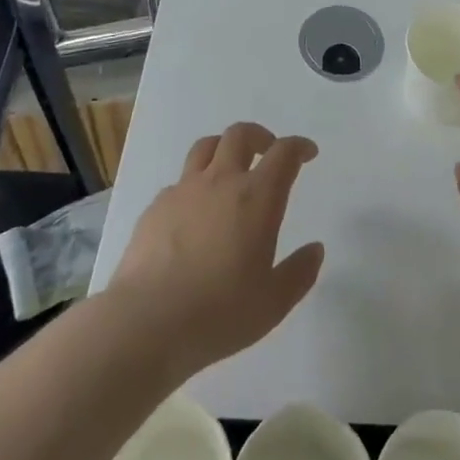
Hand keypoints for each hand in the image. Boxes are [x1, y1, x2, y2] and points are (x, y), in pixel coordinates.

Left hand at [109, 123, 325, 377]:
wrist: (144, 324)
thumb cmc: (218, 312)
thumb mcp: (273, 302)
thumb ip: (299, 273)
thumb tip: (315, 249)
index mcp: (257, 197)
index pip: (284, 153)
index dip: (299, 147)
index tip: (307, 153)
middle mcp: (221, 182)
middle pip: (240, 135)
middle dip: (260, 136)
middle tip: (267, 152)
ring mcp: (183, 191)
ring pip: (206, 147)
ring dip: (224, 148)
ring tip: (230, 169)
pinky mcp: (155, 208)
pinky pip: (180, 181)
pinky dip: (194, 185)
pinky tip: (194, 212)